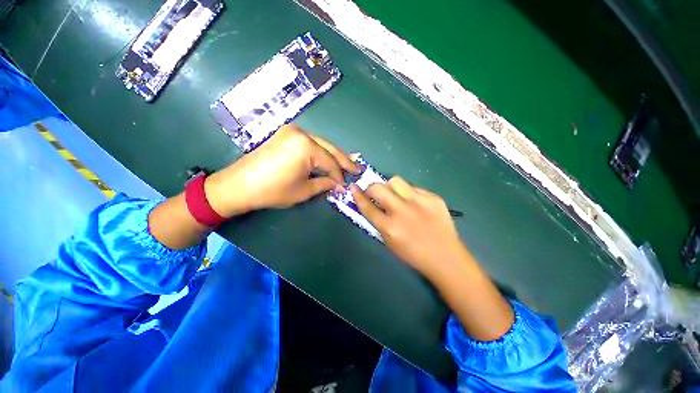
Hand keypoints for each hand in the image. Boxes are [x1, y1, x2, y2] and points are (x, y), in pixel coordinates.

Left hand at [205, 124, 359, 217]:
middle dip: (343, 160)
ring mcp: (292, 131)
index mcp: (306, 146)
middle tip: (357, 169)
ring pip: (321, 144)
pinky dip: (320, 152)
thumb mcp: (303, 190)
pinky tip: (328, 158)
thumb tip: (338, 185)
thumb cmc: (273, 190)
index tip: (345, 186)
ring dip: (333, 155)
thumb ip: (324, 184)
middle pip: (329, 148)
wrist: (239, 185)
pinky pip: (310, 143)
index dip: (339, 176)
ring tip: (347, 164)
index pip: (330, 162)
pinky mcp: (285, 135)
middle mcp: (301, 133)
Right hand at [351, 177, 467, 279]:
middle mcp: (402, 211)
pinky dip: (409, 193)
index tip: (354, 188)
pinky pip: (414, 187)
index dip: (358, 196)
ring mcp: (419, 202)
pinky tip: (414, 203)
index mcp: (389, 227)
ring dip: (390, 187)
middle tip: (374, 192)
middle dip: (371, 187)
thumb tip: (371, 205)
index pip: (367, 206)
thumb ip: (378, 223)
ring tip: (395, 195)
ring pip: (396, 181)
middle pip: (378, 188)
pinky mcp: (433, 198)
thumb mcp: (389, 243)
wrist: (446, 257)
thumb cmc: (414, 254)